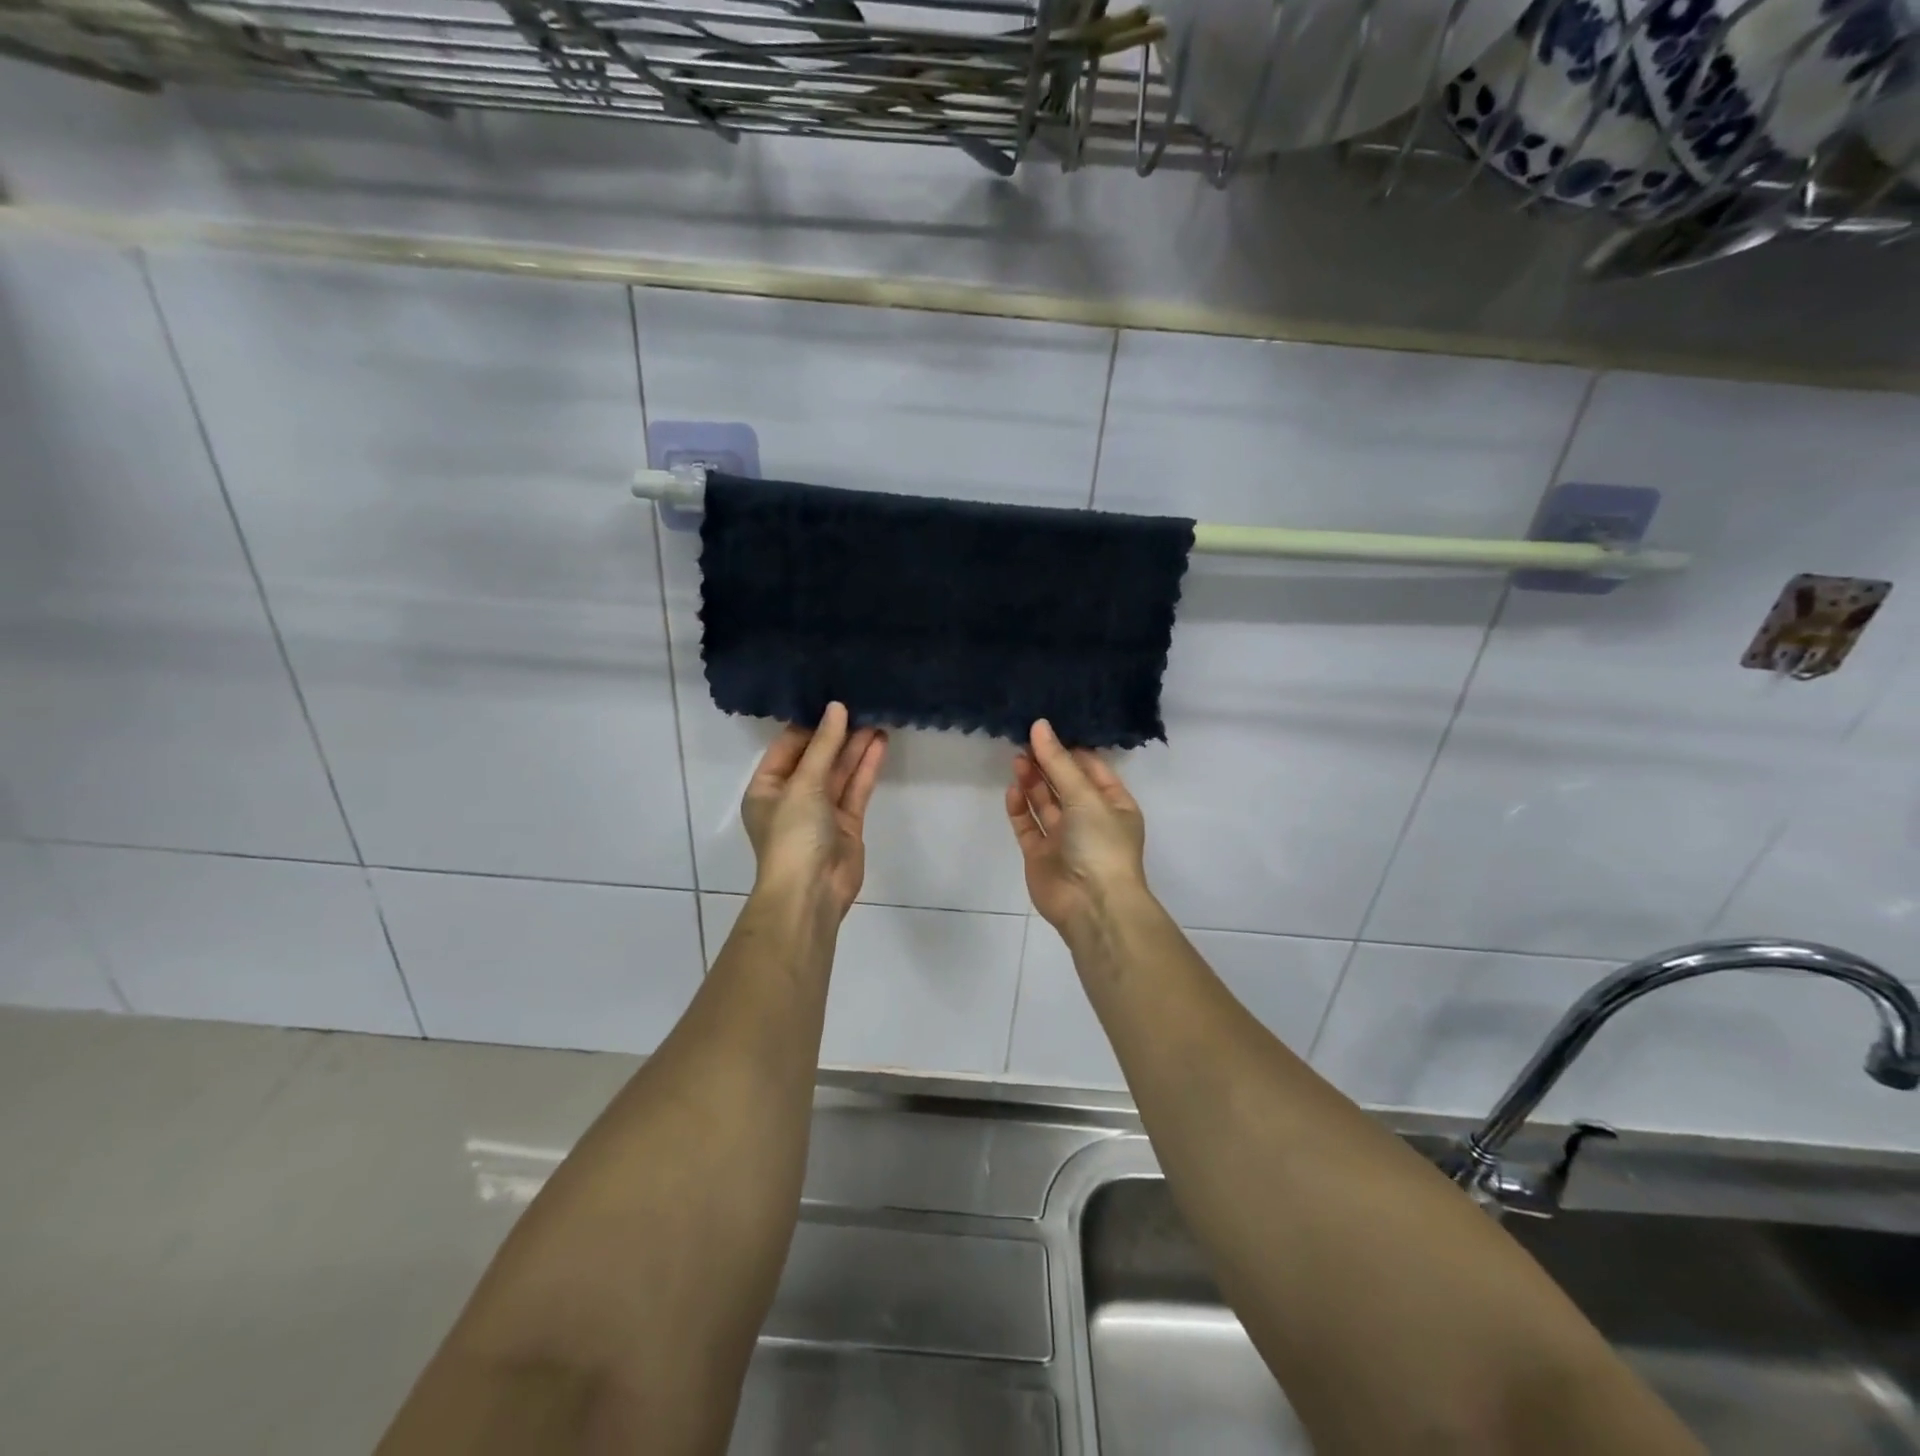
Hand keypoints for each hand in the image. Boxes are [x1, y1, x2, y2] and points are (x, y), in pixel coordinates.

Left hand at [742, 702, 887, 917]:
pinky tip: (880, 743)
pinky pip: (855, 788)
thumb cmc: (793, 835)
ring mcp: (821, 810)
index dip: (809, 723)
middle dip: (837, 733)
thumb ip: (823, 746)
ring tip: (876, 716)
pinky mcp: (846, 822)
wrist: (812, 892)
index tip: (832, 698)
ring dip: (855, 747)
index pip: (788, 746)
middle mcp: (792, 796)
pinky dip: (866, 766)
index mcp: (766, 787)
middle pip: (816, 757)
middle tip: (860, 703)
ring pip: (839, 771)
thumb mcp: (803, 784)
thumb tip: (837, 708)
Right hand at [1004, 719, 1150, 936]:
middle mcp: (1090, 819)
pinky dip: (1020, 807)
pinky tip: (1013, 789)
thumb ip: (1059, 762)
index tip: (1047, 728)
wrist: (1091, 905)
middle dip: (1047, 763)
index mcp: (1114, 805)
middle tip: (1024, 740)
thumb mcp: (1085, 796)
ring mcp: (1063, 838)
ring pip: (1044, 802)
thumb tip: (1040, 725)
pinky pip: (1027, 825)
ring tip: (1017, 759)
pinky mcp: (1040, 854)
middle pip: (1065, 784)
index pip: (1092, 768)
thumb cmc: (1100, 844)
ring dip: (1032, 781)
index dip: (1070, 749)